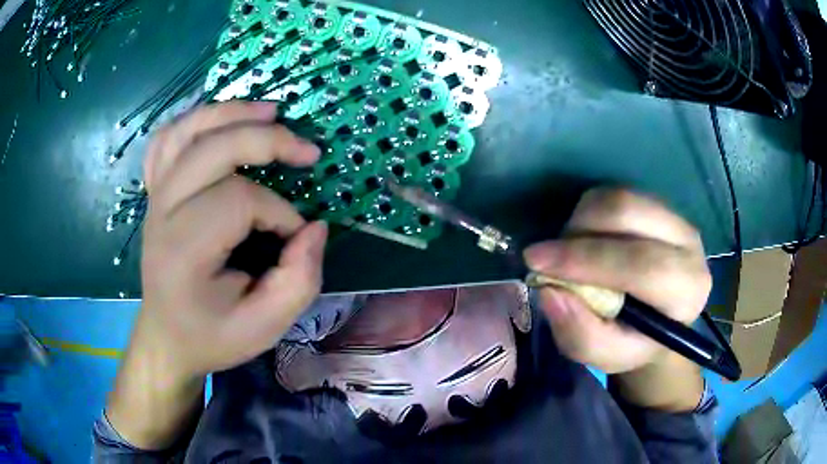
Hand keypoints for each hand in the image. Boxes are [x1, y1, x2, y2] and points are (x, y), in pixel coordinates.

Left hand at [108, 101, 325, 447]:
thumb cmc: (212, 336)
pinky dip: (194, 120)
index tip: (295, 237)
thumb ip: (299, 280)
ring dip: (231, 113)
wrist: (166, 338)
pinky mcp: (154, 193)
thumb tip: (316, 228)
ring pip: (186, 131)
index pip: (238, 202)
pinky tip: (219, 120)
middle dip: (266, 141)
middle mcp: (161, 215)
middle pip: (212, 150)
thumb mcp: (265, 327)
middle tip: (308, 151)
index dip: (279, 212)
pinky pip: (166, 140)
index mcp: (184, 252)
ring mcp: (154, 198)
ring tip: (271, 110)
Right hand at [524, 188, 711, 374]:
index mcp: (687, 289)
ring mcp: (675, 216)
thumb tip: (549, 291)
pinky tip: (588, 240)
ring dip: (581, 221)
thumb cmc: (635, 342)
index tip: (535, 261)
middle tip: (549, 257)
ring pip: (618, 197)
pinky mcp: (658, 204)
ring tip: (571, 253)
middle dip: (578, 232)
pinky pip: (615, 193)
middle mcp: (689, 243)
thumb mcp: (607, 356)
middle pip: (628, 213)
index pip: (641, 263)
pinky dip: (589, 213)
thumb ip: (581, 334)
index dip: (586, 259)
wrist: (661, 319)